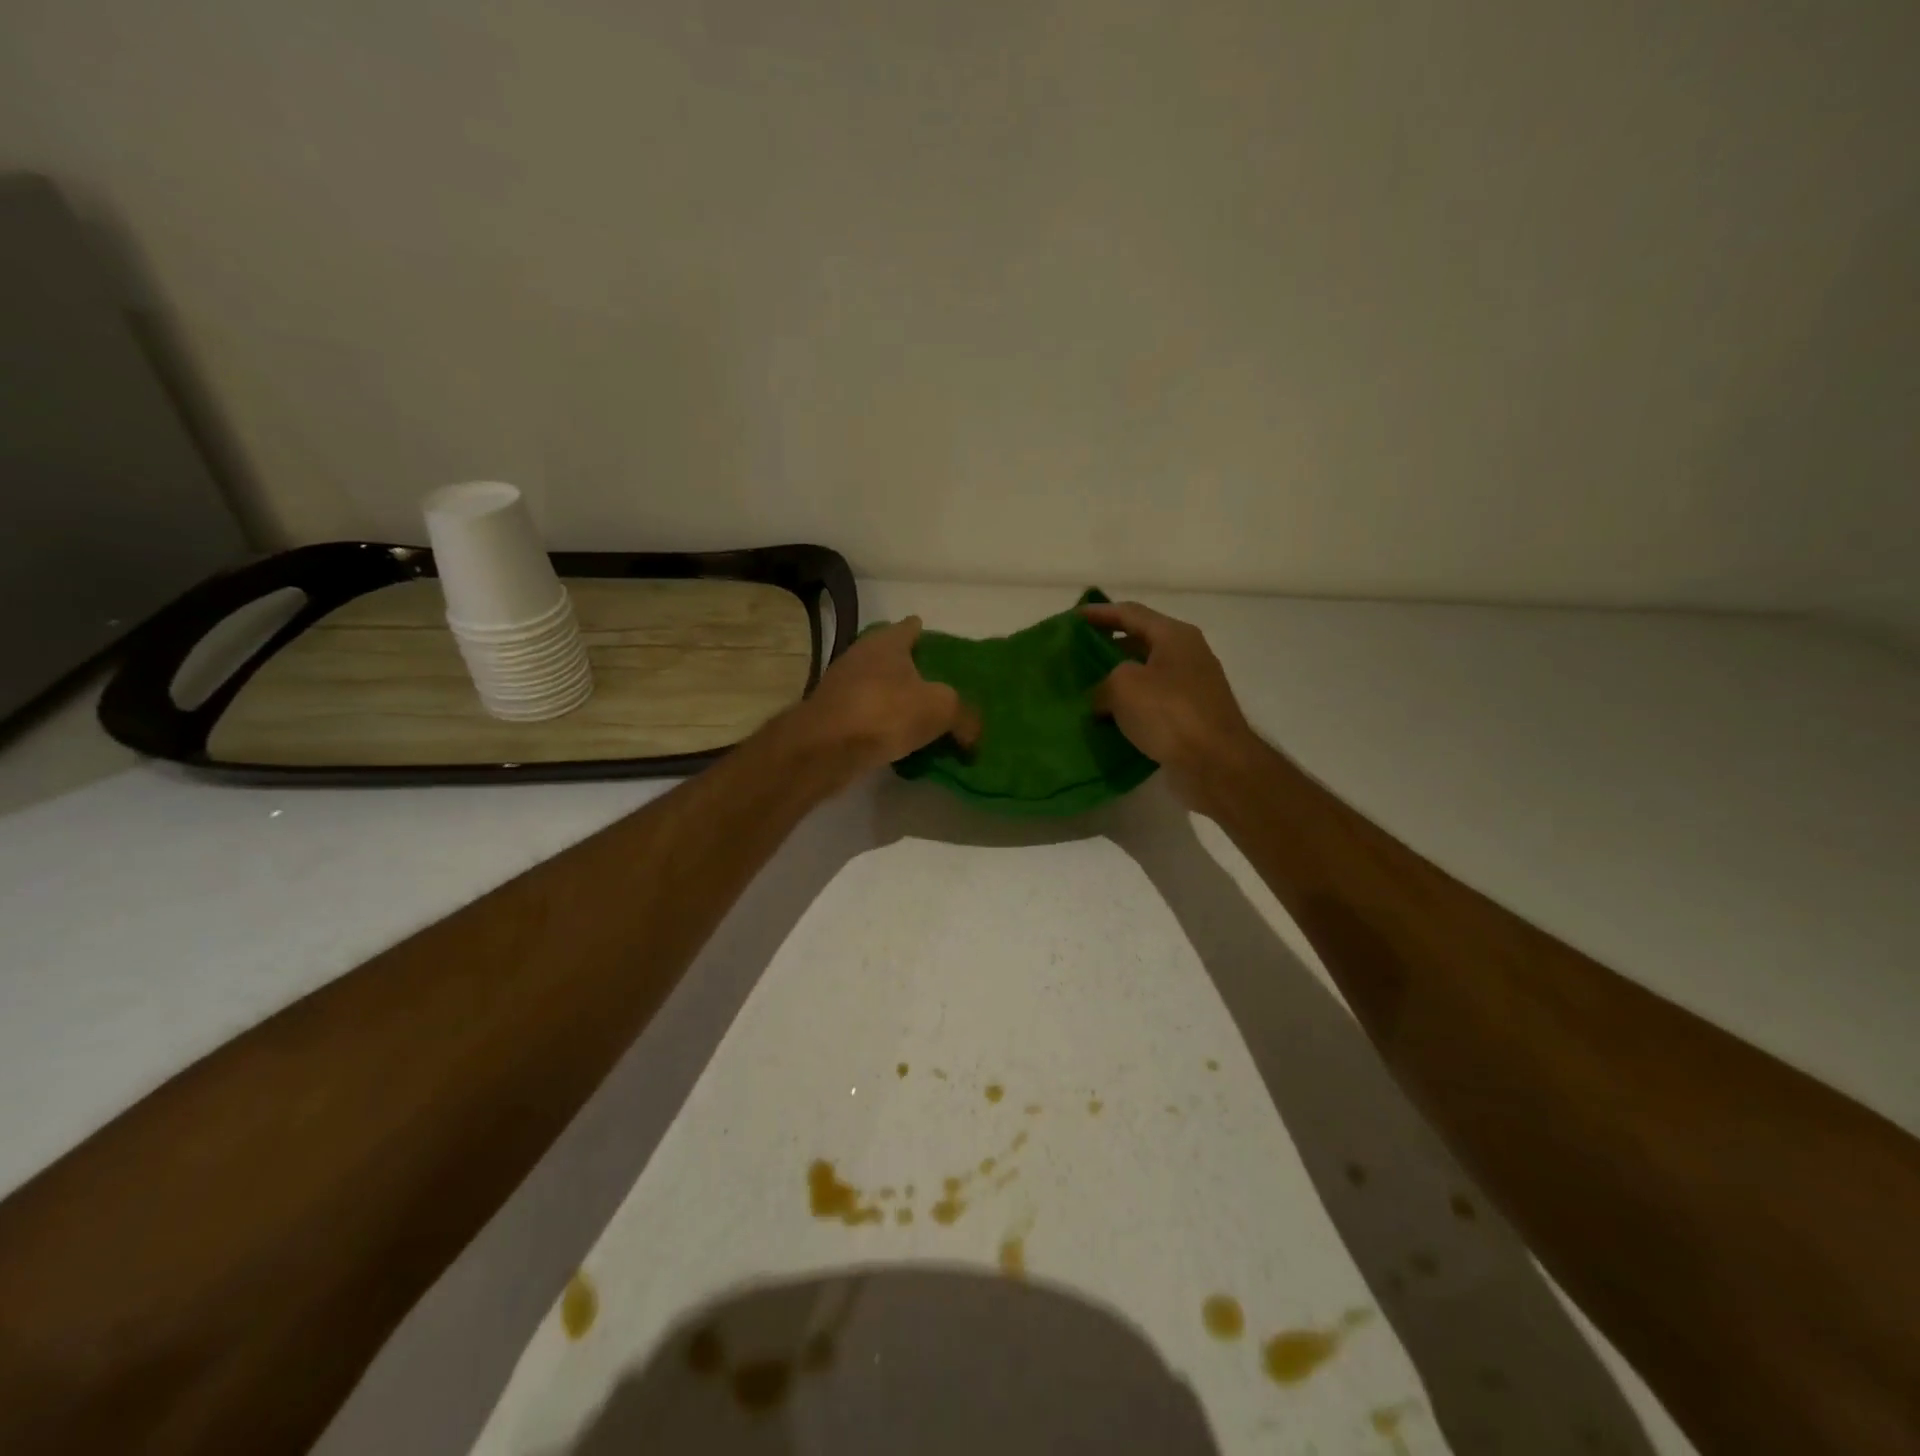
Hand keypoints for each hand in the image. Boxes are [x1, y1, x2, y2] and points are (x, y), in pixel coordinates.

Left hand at [796, 617, 980, 779]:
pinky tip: (895, 738)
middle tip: (937, 686)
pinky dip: (880, 722)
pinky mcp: (831, 714)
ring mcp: (841, 685)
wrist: (824, 748)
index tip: (940, 648)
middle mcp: (861, 655)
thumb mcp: (940, 709)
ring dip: (894, 698)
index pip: (911, 627)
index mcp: (887, 642)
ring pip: (877, 686)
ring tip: (919, 716)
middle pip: (892, 656)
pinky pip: (865, 714)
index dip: (926, 634)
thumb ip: (963, 716)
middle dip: (911, 669)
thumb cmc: (885, 712)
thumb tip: (974, 733)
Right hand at [1082, 601, 1257, 805]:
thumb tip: (1101, 699)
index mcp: (1174, 636)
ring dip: (1116, 682)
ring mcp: (1191, 688)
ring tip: (1085, 691)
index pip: (1130, 613)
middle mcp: (1186, 655)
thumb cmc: (1170, 713)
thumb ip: (1102, 683)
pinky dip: (1129, 708)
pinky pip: (1152, 704)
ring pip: (1145, 676)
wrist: (1216, 764)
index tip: (1072, 620)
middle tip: (1075, 658)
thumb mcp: (1123, 686)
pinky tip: (1107, 720)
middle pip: (1139, 642)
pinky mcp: (1190, 718)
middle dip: (1106, 649)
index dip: (1099, 613)